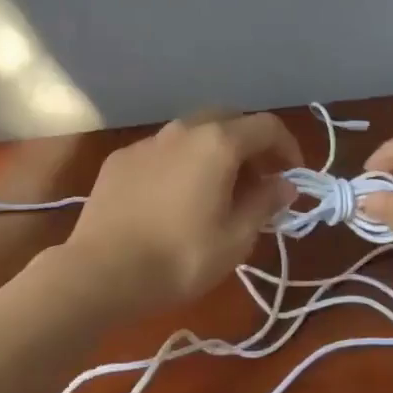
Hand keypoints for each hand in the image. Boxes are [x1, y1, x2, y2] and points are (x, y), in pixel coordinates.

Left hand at [62, 111, 303, 317]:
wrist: (100, 273)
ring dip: (214, 152)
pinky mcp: (120, 160)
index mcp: (217, 143)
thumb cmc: (179, 258)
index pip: (267, 126)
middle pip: (228, 120)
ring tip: (218, 190)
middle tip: (258, 181)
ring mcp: (147, 142)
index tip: (292, 177)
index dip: (288, 148)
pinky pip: (163, 151)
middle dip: (250, 145)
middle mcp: (183, 130)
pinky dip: (182, 163)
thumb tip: (285, 184)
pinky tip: (175, 197)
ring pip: (192, 133)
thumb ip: (265, 204)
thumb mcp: (235, 239)